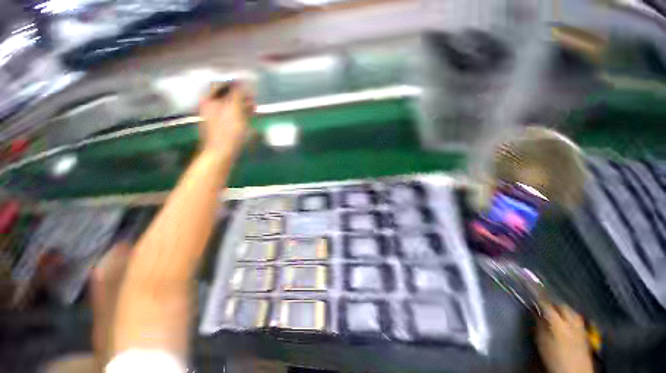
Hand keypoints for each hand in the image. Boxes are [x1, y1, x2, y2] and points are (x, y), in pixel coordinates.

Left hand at [198, 82, 252, 156]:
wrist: (221, 153)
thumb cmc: (228, 131)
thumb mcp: (233, 109)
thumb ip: (237, 93)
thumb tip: (243, 81)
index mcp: (210, 100)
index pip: (223, 85)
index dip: (236, 85)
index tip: (249, 88)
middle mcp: (211, 107)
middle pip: (226, 96)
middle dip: (240, 96)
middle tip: (253, 98)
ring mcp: (216, 118)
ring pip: (230, 107)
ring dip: (242, 105)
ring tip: (254, 107)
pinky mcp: (222, 127)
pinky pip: (231, 116)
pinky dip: (240, 115)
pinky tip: (248, 117)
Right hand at [536, 301, 593, 372]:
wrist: (574, 372)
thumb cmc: (554, 358)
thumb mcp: (542, 343)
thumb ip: (539, 325)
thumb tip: (535, 313)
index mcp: (558, 323)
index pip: (547, 305)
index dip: (539, 298)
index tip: (533, 294)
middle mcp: (571, 322)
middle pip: (563, 306)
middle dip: (553, 303)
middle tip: (545, 304)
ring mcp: (580, 328)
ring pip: (572, 312)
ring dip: (563, 309)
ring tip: (556, 311)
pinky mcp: (585, 334)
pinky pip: (578, 320)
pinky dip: (571, 317)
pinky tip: (567, 322)